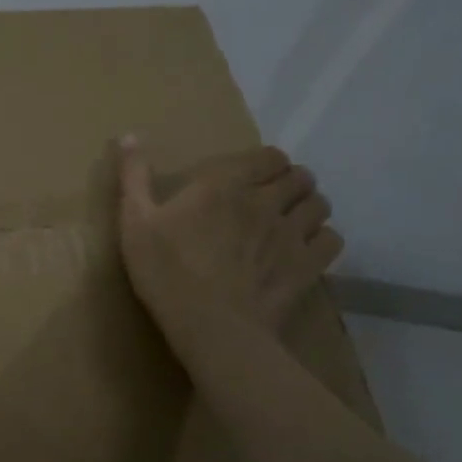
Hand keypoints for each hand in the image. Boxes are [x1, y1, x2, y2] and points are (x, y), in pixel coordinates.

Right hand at [115, 136, 342, 368]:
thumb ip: (134, 176)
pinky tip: (305, 250)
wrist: (209, 327)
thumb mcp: (135, 221)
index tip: (253, 176)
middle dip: (291, 182)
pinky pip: (332, 240)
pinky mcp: (308, 266)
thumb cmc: (165, 271)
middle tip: (273, 198)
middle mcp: (265, 201)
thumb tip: (128, 135)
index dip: (267, 163)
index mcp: (225, 185)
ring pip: (320, 204)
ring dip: (308, 207)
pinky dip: (322, 239)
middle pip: (300, 177)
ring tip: (292, 221)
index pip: (270, 156)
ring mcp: (291, 234)